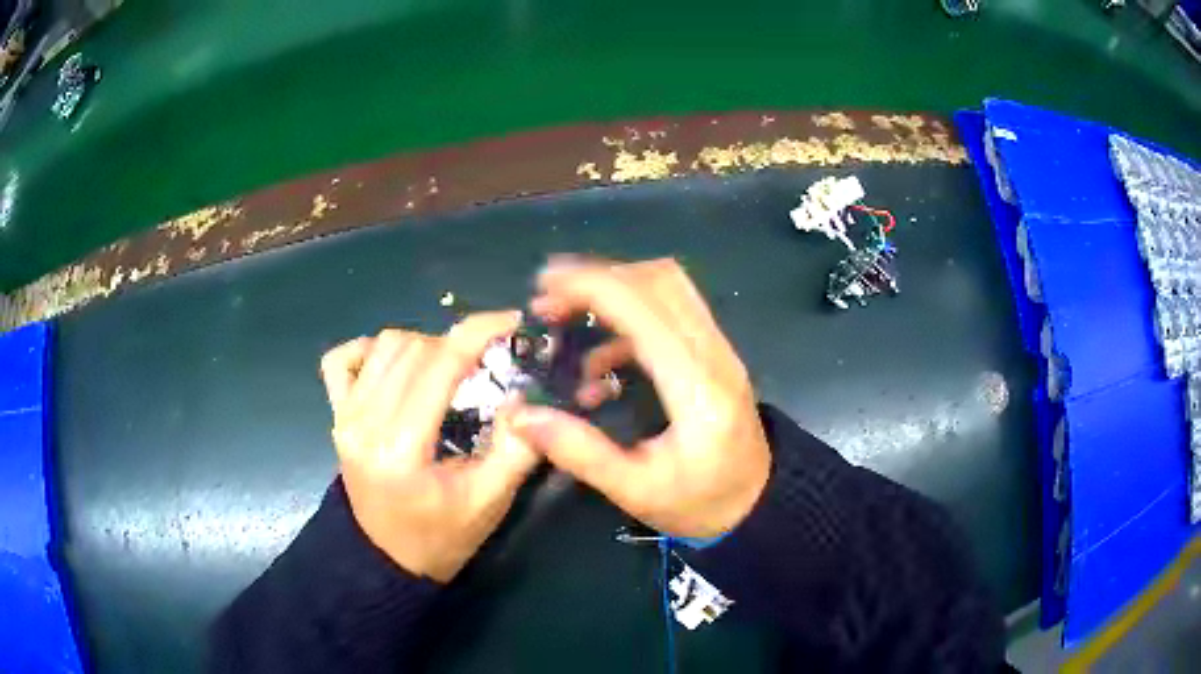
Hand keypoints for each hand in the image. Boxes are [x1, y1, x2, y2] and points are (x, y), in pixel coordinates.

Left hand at [320, 312, 540, 581]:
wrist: (388, 560)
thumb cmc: (441, 538)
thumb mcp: (489, 502)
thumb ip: (515, 450)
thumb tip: (527, 398)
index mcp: (402, 447)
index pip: (440, 363)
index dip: (478, 331)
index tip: (511, 321)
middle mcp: (365, 422)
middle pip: (414, 347)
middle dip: (456, 343)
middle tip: (484, 364)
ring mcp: (345, 416)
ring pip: (383, 345)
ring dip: (423, 344)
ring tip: (446, 370)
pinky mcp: (337, 416)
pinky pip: (342, 360)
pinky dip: (369, 350)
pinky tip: (394, 367)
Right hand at [511, 257, 770, 537]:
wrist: (757, 507)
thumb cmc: (699, 505)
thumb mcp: (635, 491)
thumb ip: (579, 451)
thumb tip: (521, 415)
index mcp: (696, 387)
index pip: (644, 308)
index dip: (590, 287)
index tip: (543, 290)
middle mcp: (714, 354)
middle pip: (659, 281)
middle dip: (597, 278)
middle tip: (548, 299)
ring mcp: (720, 350)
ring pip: (669, 287)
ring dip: (615, 289)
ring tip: (567, 317)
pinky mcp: (716, 355)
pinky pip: (674, 311)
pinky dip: (630, 317)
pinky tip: (600, 361)